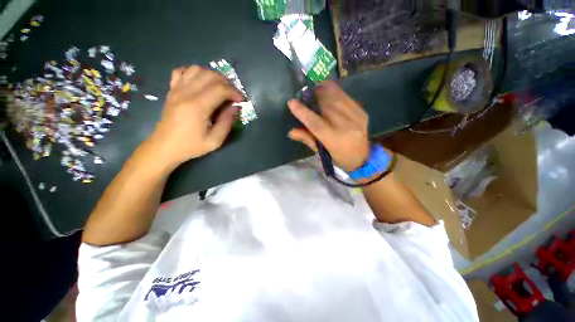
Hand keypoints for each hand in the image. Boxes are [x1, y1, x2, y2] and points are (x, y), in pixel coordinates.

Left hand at [147, 66, 243, 168]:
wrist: (164, 147)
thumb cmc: (190, 146)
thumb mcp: (214, 141)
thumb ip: (226, 123)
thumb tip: (234, 108)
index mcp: (197, 107)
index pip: (220, 89)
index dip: (234, 92)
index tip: (240, 101)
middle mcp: (186, 93)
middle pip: (210, 75)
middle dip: (226, 83)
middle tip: (232, 95)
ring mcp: (176, 90)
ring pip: (197, 69)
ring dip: (212, 76)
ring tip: (219, 88)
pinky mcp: (171, 90)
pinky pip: (181, 72)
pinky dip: (193, 73)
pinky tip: (200, 83)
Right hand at [288, 81, 369, 170]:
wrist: (362, 158)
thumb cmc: (338, 157)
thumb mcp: (321, 152)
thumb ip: (307, 139)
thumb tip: (291, 131)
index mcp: (335, 140)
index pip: (316, 124)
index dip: (303, 112)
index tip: (292, 103)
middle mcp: (347, 127)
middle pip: (327, 107)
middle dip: (314, 96)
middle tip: (305, 93)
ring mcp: (357, 118)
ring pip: (338, 98)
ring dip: (325, 91)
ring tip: (316, 88)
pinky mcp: (363, 112)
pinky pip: (347, 98)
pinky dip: (336, 93)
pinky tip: (329, 90)